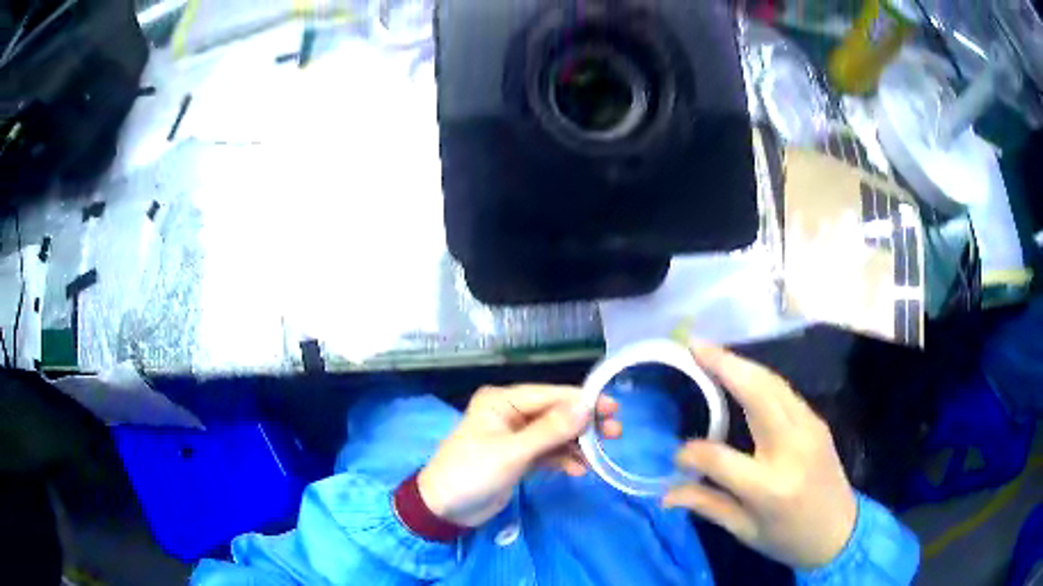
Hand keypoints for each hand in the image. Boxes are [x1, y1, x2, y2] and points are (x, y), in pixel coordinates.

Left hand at [418, 385, 619, 527]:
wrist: (444, 509)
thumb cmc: (472, 474)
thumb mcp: (512, 452)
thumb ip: (550, 430)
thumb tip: (586, 404)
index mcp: (503, 402)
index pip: (550, 395)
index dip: (583, 401)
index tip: (613, 409)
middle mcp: (511, 414)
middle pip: (556, 414)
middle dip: (584, 424)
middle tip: (615, 433)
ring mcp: (515, 437)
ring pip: (555, 434)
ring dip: (577, 444)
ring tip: (601, 456)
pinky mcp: (518, 458)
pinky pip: (548, 453)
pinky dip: (563, 460)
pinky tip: (579, 470)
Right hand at [663, 343, 857, 569]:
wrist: (840, 531)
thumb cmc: (788, 539)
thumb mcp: (745, 531)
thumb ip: (707, 505)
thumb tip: (665, 493)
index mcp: (769, 486)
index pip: (719, 458)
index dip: (691, 454)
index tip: (677, 456)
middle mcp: (792, 448)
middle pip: (757, 394)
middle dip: (724, 365)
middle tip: (694, 346)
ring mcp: (809, 428)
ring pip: (773, 383)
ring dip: (742, 363)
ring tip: (711, 351)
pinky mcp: (817, 421)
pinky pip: (784, 390)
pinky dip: (759, 376)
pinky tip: (742, 373)